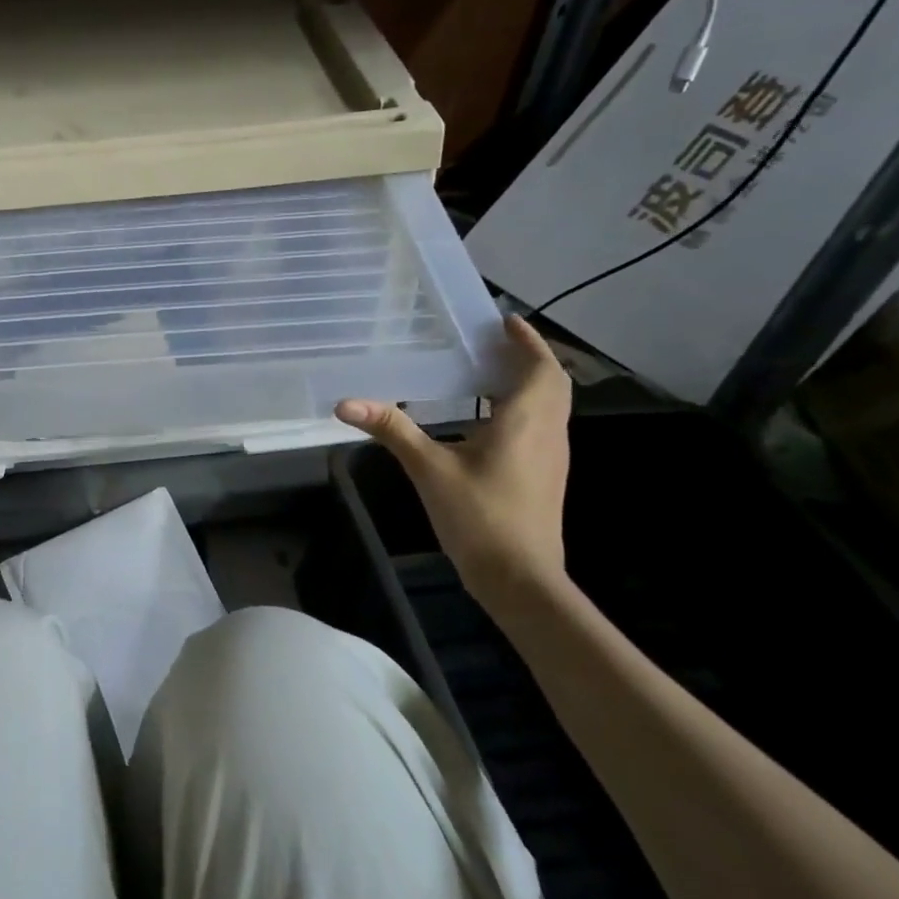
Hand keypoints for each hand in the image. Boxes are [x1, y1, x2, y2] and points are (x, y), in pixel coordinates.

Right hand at [336, 315, 571, 610]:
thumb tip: (346, 402)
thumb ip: (392, 430)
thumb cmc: (480, 517)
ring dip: (530, 382)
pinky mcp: (546, 476)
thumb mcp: (429, 469)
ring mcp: (552, 457)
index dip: (527, 341)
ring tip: (491, 371)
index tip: (505, 320)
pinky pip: (543, 426)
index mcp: (526, 422)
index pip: (540, 369)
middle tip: (497, 342)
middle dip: (530, 358)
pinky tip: (490, 419)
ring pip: (552, 406)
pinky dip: (524, 408)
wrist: (520, 578)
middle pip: (553, 384)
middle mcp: (548, 433)